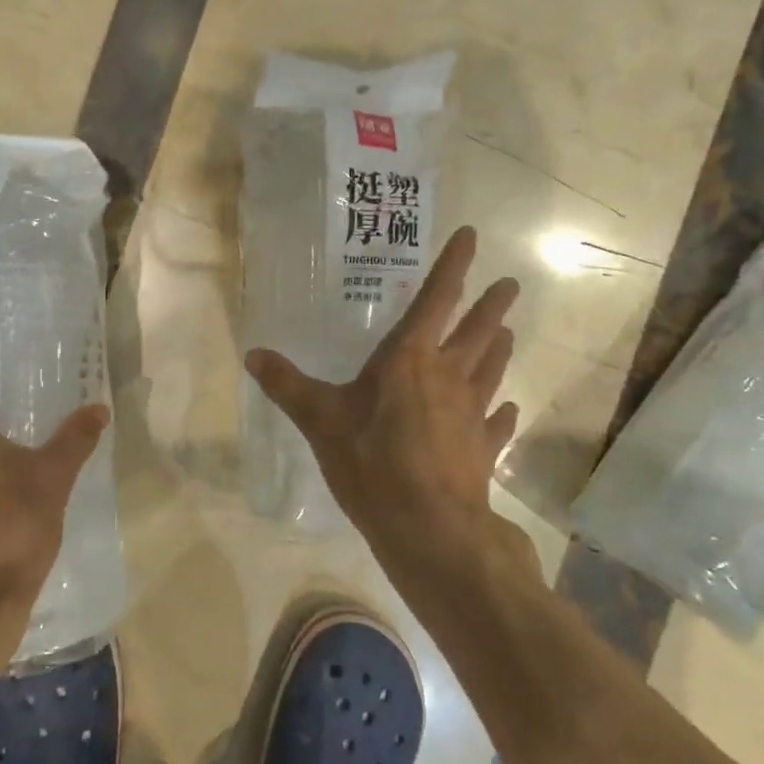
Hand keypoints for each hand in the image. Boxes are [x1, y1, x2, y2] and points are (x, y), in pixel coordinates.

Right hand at [246, 227, 522, 568]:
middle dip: (492, 305)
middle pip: (477, 330)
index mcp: (410, 359)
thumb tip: (253, 353)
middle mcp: (449, 376)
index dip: (454, 265)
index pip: (437, 299)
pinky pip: (497, 423)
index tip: (472, 235)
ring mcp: (472, 413)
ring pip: (492, 369)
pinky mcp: (483, 448)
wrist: (427, 527)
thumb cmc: (372, 463)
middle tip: (510, 285)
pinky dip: (502, 414)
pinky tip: (507, 409)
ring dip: (499, 349)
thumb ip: (288, 385)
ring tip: (508, 332)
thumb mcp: (320, 421)